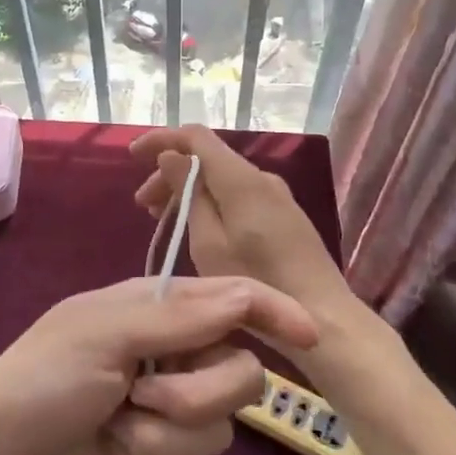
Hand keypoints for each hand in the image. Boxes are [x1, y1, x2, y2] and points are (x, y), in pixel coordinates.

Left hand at [0, 275, 317, 454]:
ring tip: (118, 428)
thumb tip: (246, 294)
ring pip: (222, 425)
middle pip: (241, 373)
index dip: (273, 313)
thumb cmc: (44, 378)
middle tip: (147, 395)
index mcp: (158, 308)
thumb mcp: (105, 335)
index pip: (232, 301)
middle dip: (200, 394)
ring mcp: (169, 404)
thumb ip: (179, 317)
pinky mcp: (162, 451)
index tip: (310, 336)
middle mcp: (173, 351)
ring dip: (168, 434)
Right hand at [131, 125, 350, 316]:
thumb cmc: (258, 283)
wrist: (324, 317)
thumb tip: (171, 156)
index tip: (132, 155)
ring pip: (222, 177)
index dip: (161, 139)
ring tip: (162, 217)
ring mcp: (276, 196)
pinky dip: (210, 201)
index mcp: (241, 179)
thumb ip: (190, 194)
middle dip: (170, 172)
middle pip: (208, 157)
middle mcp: (261, 177)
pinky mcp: (283, 215)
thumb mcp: (209, 243)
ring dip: (189, 189)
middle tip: (143, 204)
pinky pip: (238, 194)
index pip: (196, 137)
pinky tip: (197, 227)